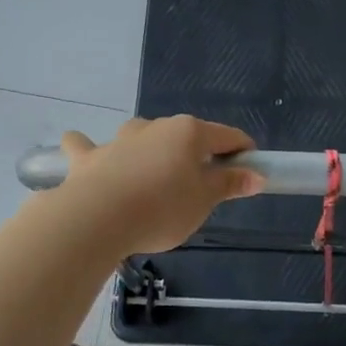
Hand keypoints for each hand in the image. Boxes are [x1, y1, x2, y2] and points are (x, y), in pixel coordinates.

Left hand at [56, 116, 262, 255]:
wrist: (97, 219)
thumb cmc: (162, 208)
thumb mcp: (204, 201)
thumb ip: (229, 184)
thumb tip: (256, 175)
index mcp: (189, 133)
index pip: (227, 136)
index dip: (242, 152)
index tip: (248, 172)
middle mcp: (155, 127)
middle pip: (185, 137)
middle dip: (195, 156)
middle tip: (200, 190)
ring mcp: (119, 139)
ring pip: (140, 137)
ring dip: (148, 149)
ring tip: (151, 178)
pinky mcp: (89, 157)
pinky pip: (89, 147)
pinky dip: (91, 150)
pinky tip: (91, 159)